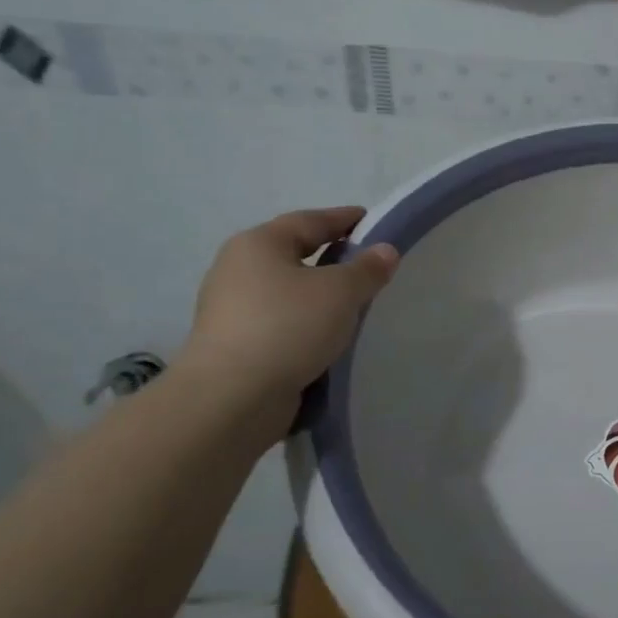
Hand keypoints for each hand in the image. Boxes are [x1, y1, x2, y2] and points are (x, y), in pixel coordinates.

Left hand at [176, 208, 398, 425]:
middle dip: (333, 258)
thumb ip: (367, 269)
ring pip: (289, 292)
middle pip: (296, 254)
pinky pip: (282, 323)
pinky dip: (307, 324)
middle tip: (371, 266)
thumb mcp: (340, 292)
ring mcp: (233, 309)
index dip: (345, 219)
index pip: (310, 220)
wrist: (231, 398)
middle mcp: (239, 269)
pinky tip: (330, 337)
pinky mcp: (235, 345)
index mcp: (259, 244)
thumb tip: (385, 250)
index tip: (374, 223)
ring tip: (357, 305)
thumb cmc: (287, 327)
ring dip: (320, 296)